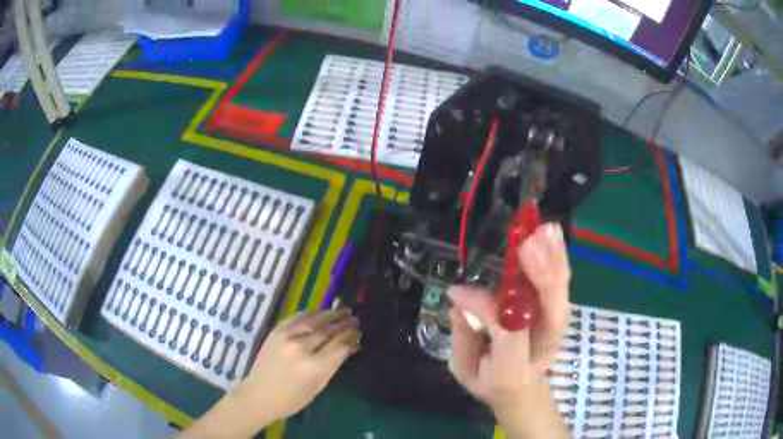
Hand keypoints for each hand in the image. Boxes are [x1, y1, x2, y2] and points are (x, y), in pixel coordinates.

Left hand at [181, 309, 359, 438]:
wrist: (259, 394)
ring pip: (315, 319)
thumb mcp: (319, 385)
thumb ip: (335, 363)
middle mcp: (302, 346)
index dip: (352, 335)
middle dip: (344, 323)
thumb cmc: (293, 398)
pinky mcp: (277, 330)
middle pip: (329, 329)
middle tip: (355, 318)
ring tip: (343, 311)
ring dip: (331, 314)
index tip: (359, 331)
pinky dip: (312, 314)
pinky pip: (299, 317)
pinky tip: (320, 314)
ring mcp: (287, 335)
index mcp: (315, 366)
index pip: (340, 344)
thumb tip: (352, 346)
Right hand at [448, 223, 570, 437]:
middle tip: (526, 242)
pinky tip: (552, 233)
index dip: (485, 306)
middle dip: (541, 275)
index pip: (508, 331)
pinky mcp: (560, 314)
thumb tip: (461, 300)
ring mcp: (557, 330)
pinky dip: (557, 258)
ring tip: (543, 229)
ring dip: (552, 258)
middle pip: (551, 311)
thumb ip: (463, 337)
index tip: (457, 290)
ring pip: (560, 293)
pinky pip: (561, 285)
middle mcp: (542, 347)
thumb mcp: (464, 369)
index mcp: (514, 369)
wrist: (521, 391)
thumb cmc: (488, 381)